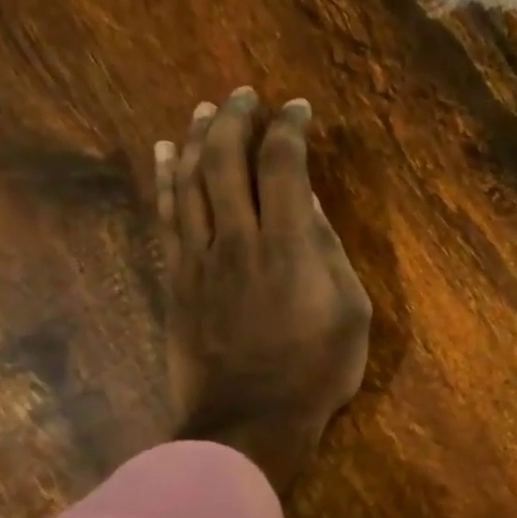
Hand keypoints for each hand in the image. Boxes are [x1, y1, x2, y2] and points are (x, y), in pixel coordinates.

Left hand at [154, 87, 370, 493]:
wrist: (248, 421)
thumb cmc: (315, 373)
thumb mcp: (350, 315)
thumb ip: (330, 255)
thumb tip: (308, 207)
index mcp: (288, 247)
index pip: (282, 167)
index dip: (289, 130)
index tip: (298, 110)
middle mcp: (237, 239)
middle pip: (227, 161)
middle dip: (238, 119)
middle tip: (247, 95)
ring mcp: (199, 258)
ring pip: (191, 180)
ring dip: (200, 138)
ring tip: (208, 109)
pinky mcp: (176, 279)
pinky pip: (166, 216)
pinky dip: (167, 179)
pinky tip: (168, 153)